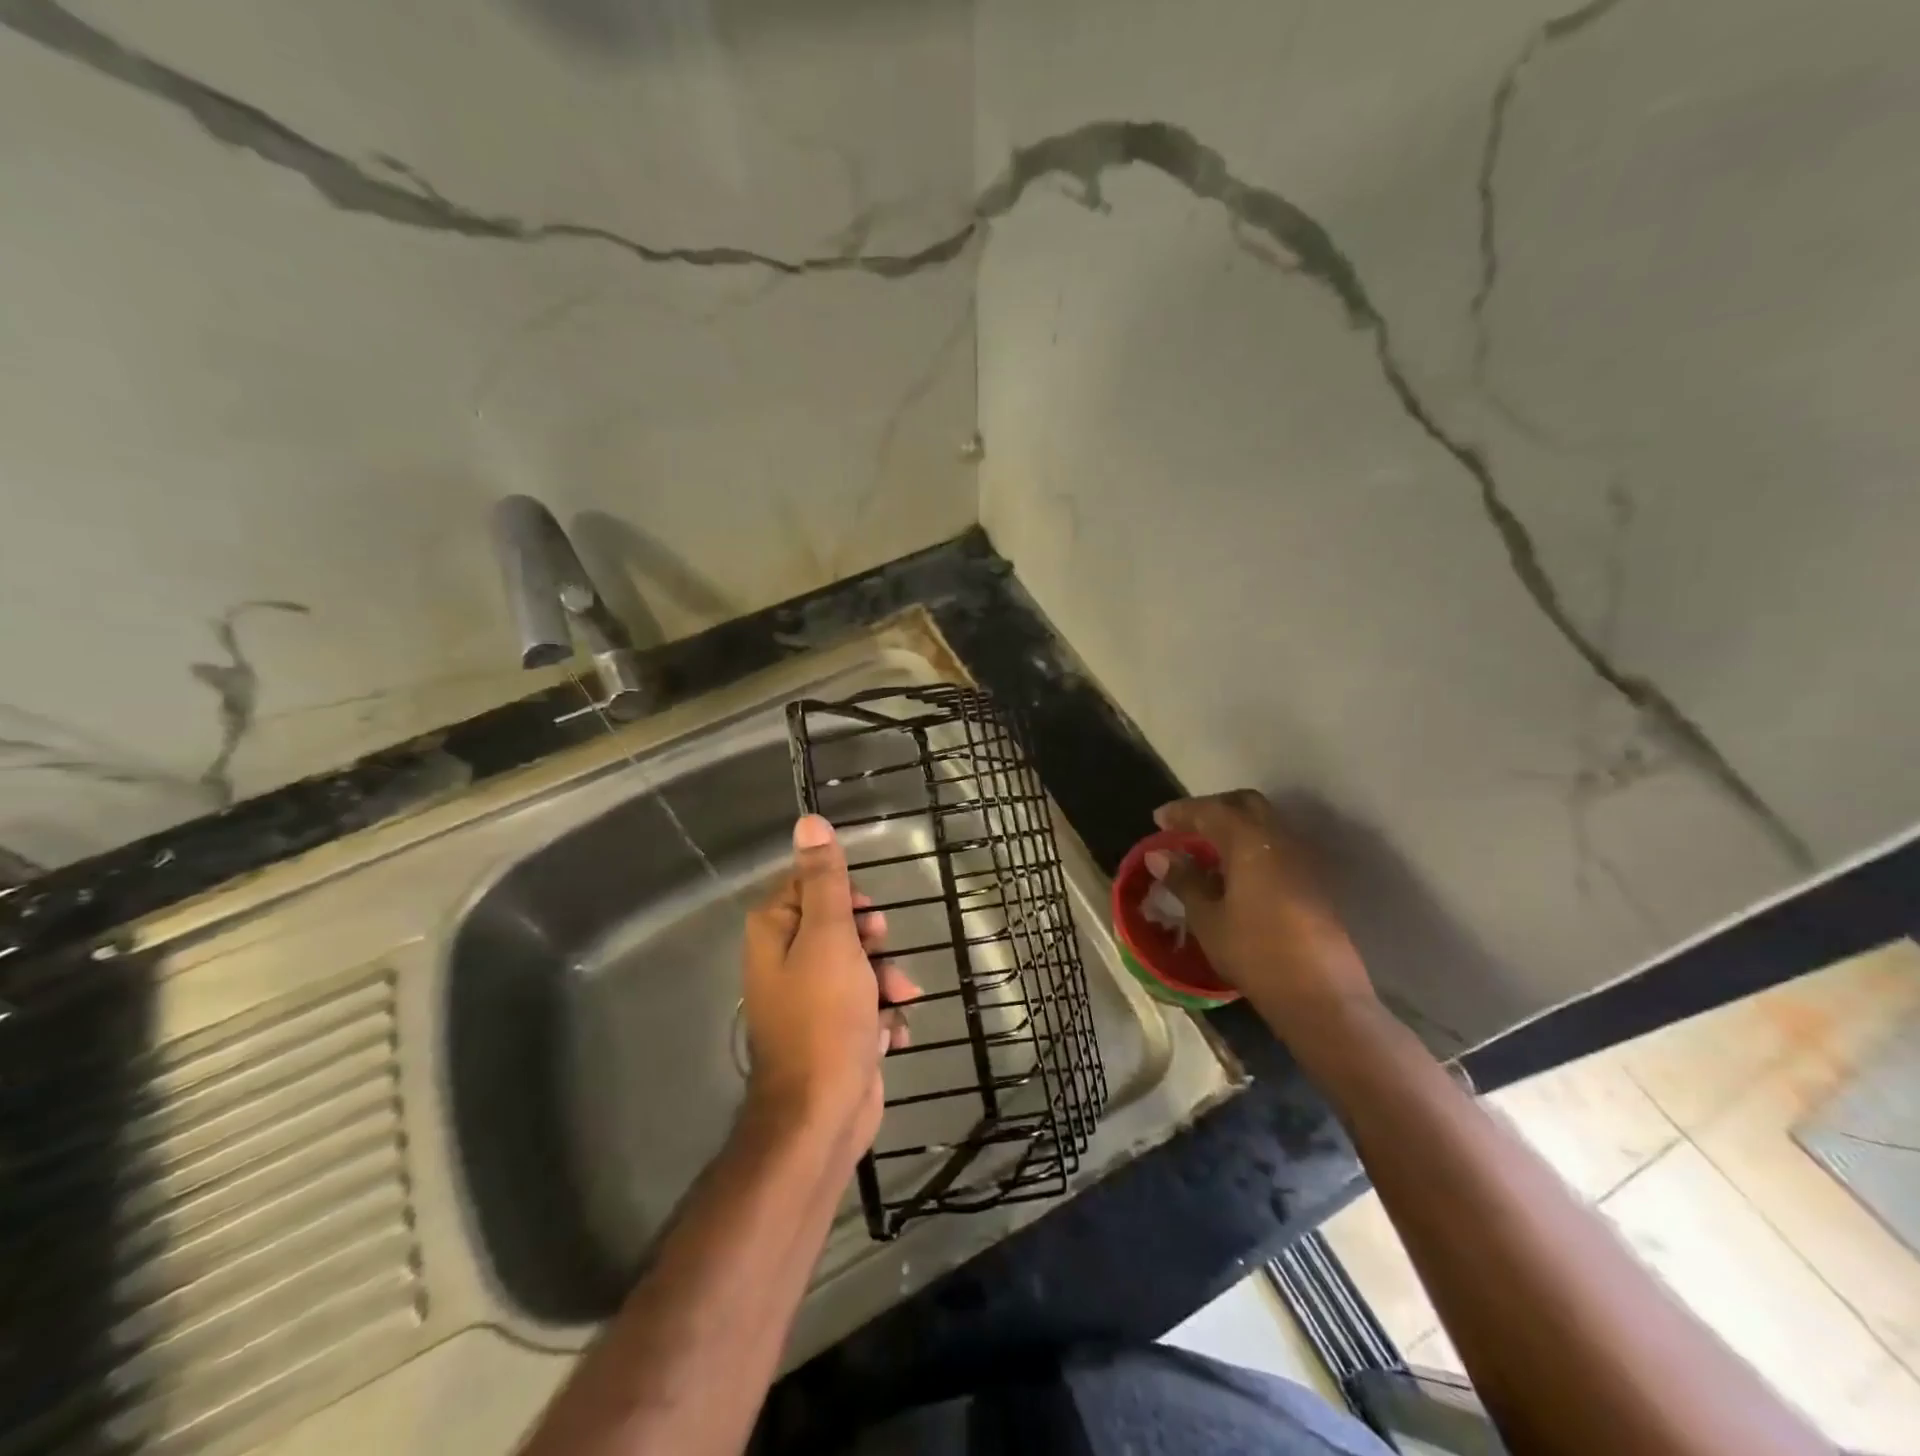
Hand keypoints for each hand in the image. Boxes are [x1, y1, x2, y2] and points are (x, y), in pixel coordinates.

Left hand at [742, 815, 916, 1152]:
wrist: (822, 1113)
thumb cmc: (824, 1016)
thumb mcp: (829, 937)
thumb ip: (824, 880)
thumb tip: (808, 822)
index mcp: (775, 932)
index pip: (811, 885)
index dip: (845, 895)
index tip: (866, 914)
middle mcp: (786, 960)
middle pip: (840, 924)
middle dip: (872, 940)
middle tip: (882, 952)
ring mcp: (811, 999)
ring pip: (860, 964)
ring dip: (886, 978)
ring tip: (899, 998)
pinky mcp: (834, 1030)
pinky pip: (866, 1004)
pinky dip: (883, 1014)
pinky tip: (891, 1032)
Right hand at [1149, 790, 1375, 1022]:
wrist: (1321, 996)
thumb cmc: (1255, 953)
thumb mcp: (1208, 918)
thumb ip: (1184, 880)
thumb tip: (1159, 855)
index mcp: (1250, 842)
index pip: (1211, 811)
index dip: (1182, 812)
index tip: (1158, 819)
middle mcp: (1281, 839)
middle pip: (1245, 805)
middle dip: (1213, 809)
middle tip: (1185, 827)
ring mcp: (1302, 859)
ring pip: (1264, 824)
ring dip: (1234, 828)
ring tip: (1206, 850)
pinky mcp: (1313, 881)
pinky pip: (1276, 846)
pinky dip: (1251, 846)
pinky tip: (1234, 873)